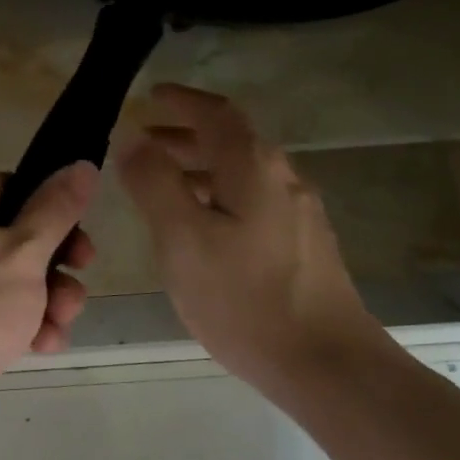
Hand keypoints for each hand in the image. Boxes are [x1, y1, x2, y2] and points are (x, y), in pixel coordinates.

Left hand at [0, 162, 99, 457]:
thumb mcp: (25, 251)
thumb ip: (57, 209)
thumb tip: (81, 164)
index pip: (12, 188)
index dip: (52, 210)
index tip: (80, 238)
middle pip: (17, 237)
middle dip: (56, 265)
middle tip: (78, 281)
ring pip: (12, 280)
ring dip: (47, 300)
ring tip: (61, 323)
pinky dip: (23, 325)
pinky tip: (44, 346)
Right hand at [116, 85, 383, 391]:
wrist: (326, 363)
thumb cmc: (244, 298)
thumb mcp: (182, 238)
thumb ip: (154, 183)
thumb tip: (134, 139)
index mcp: (253, 168)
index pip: (216, 114)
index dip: (182, 101)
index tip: (151, 96)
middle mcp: (283, 179)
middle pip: (232, 141)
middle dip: (186, 136)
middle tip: (145, 141)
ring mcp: (299, 214)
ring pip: (242, 174)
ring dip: (200, 168)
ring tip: (163, 184)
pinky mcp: (302, 246)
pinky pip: (253, 202)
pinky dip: (219, 196)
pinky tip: (202, 228)